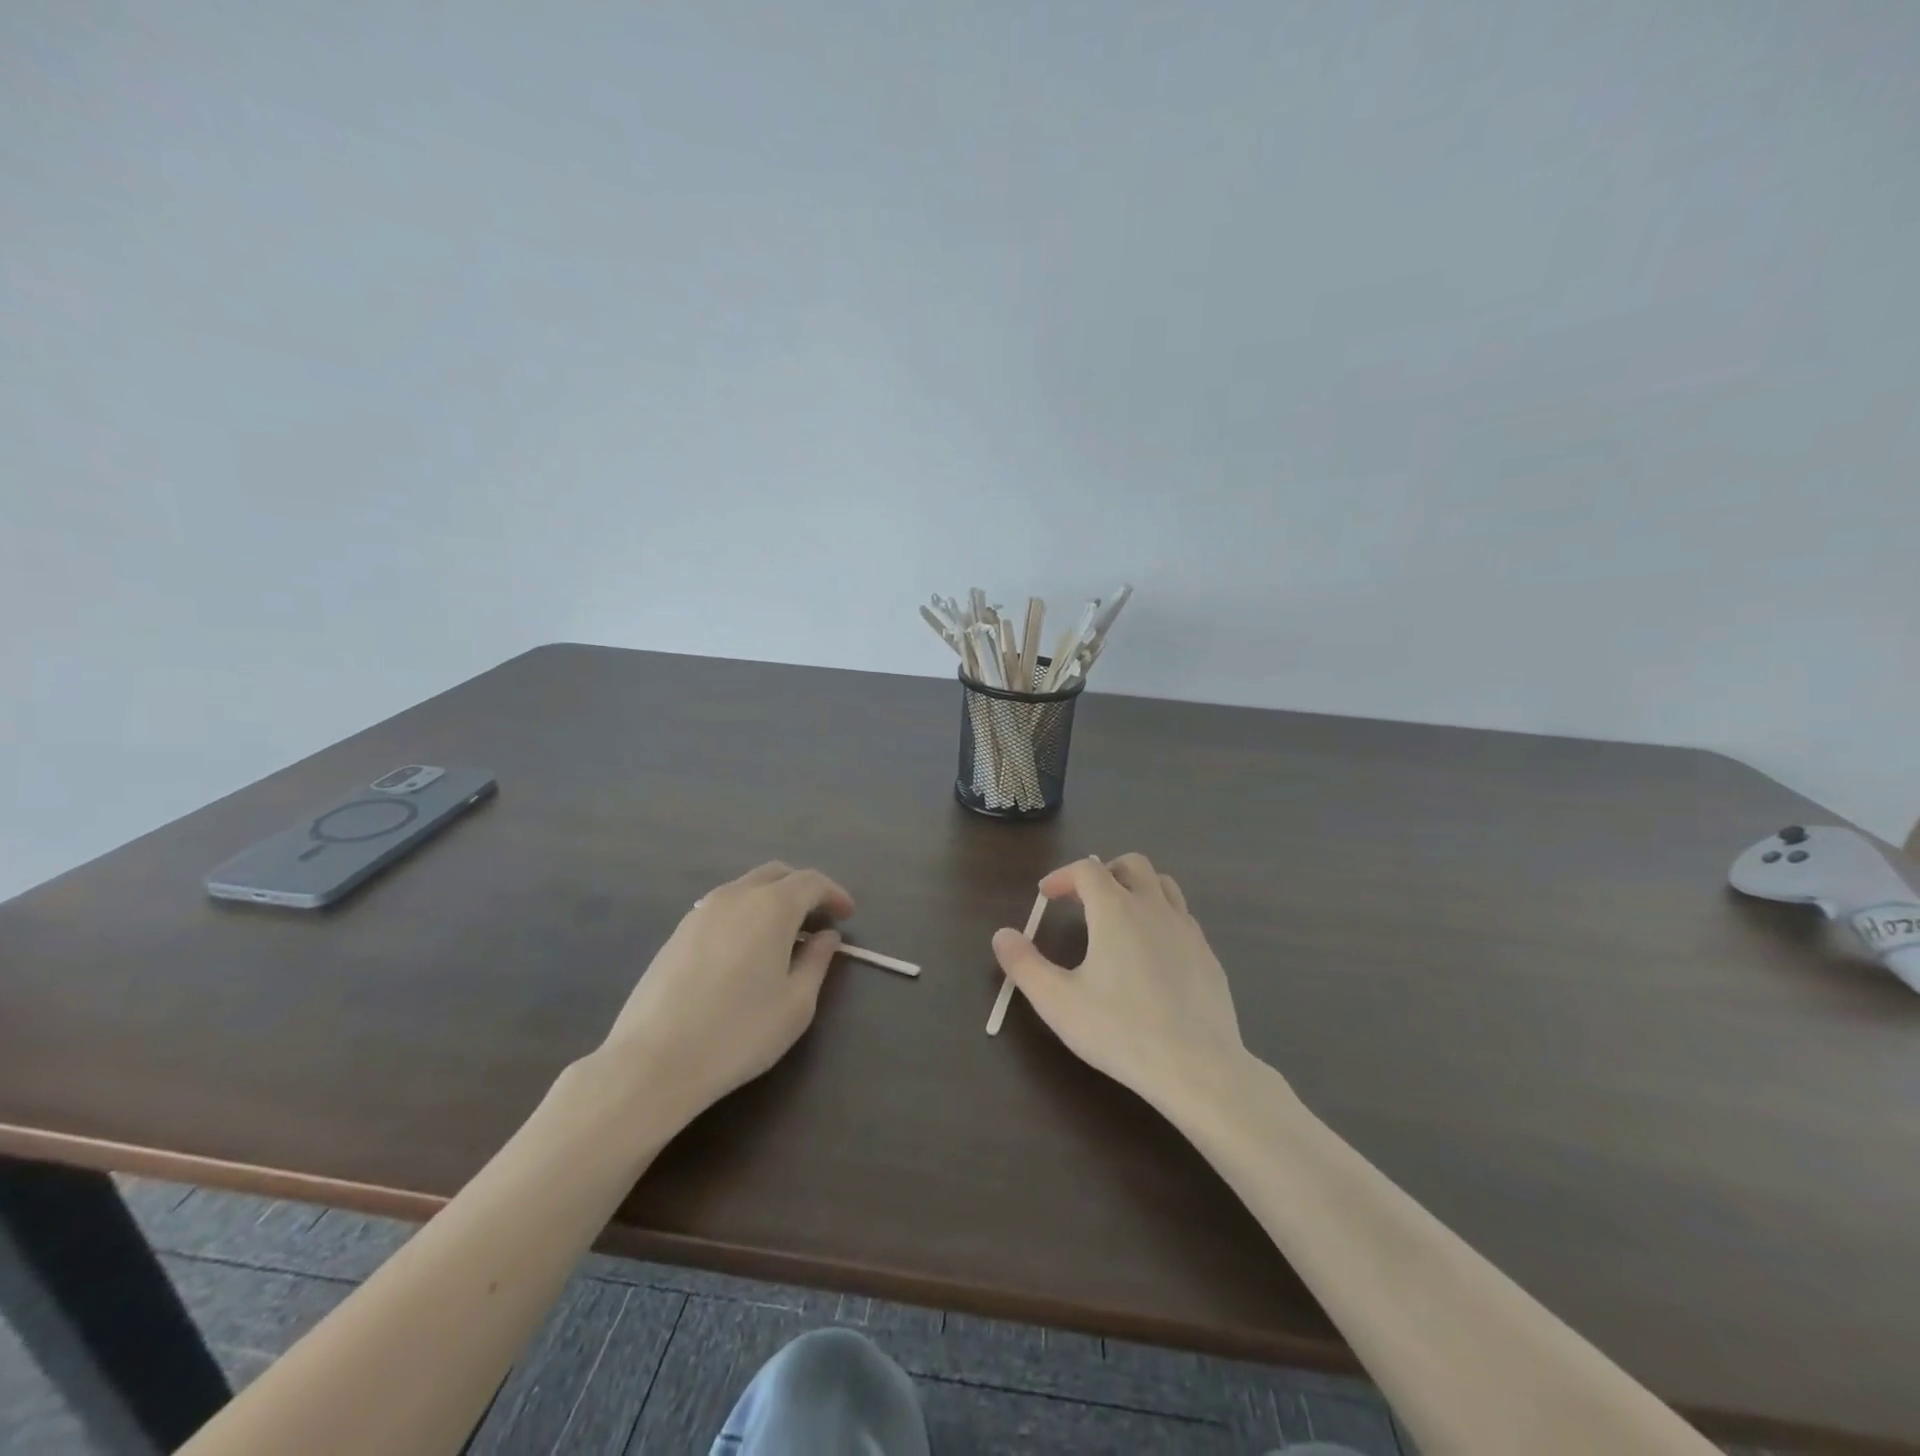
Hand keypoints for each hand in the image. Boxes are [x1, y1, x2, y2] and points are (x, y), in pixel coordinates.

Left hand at [599, 862, 854, 1122]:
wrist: (654, 1061)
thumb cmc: (739, 1032)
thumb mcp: (796, 1003)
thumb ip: (817, 961)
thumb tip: (826, 936)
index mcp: (772, 906)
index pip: (811, 881)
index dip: (834, 894)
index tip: (847, 915)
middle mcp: (737, 896)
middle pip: (777, 874)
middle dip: (803, 889)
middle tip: (819, 917)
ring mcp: (701, 911)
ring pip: (747, 887)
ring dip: (772, 900)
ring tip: (784, 935)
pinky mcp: (677, 932)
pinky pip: (723, 907)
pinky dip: (745, 914)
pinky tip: (746, 950)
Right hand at [991, 853, 1245, 1110]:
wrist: (1197, 1067)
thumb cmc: (1120, 1031)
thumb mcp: (1057, 1002)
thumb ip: (1024, 965)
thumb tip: (1002, 935)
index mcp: (1116, 910)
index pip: (1086, 869)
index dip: (1062, 876)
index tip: (1046, 896)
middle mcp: (1154, 908)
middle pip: (1132, 864)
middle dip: (1103, 872)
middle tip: (1083, 900)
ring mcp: (1187, 930)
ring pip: (1163, 885)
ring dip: (1136, 888)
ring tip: (1118, 917)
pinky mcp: (1209, 956)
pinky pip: (1182, 917)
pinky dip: (1160, 917)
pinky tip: (1151, 952)